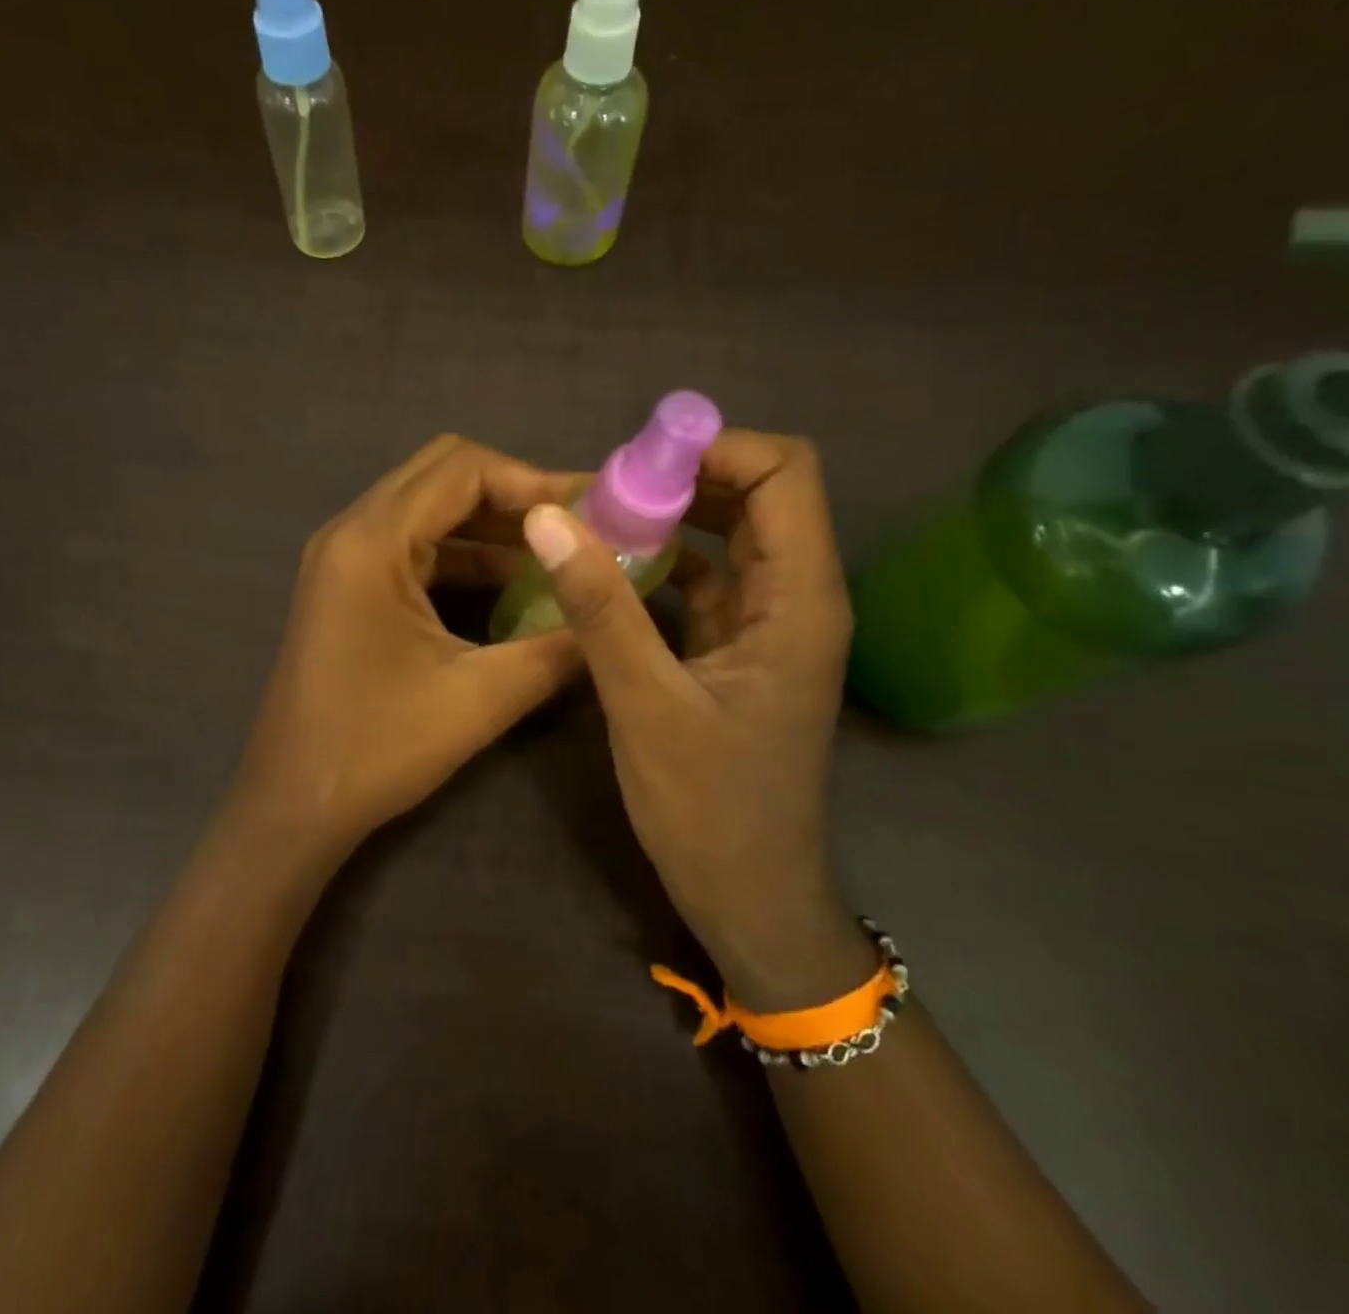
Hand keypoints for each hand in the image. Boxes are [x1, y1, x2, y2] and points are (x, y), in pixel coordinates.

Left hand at [219, 436, 581, 860]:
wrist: (294, 804)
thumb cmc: (376, 749)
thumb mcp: (479, 699)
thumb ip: (555, 650)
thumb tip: (613, 619)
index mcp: (371, 542)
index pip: (462, 468)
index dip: (532, 480)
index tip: (589, 511)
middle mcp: (350, 532)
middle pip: (442, 475)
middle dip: (514, 494)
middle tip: (578, 525)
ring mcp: (343, 559)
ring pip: (427, 510)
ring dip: (490, 525)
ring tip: (558, 552)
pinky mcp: (346, 587)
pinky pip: (412, 547)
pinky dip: (462, 555)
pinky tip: (511, 584)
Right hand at [521, 429, 874, 1009]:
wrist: (749, 897)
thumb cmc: (710, 809)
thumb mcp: (645, 704)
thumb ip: (600, 607)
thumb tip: (548, 519)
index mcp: (800, 600)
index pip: (786, 474)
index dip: (717, 450)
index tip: (637, 467)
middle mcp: (796, 598)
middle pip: (756, 495)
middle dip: (681, 480)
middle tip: (602, 493)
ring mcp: (767, 625)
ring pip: (726, 537)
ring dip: (667, 520)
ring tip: (595, 524)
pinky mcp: (736, 650)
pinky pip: (703, 581)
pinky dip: (660, 564)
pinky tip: (607, 572)